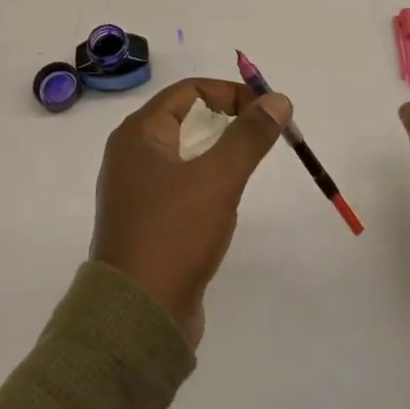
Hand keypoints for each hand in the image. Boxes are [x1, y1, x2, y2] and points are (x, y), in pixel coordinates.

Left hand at [92, 78, 291, 349]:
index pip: (188, 91)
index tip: (266, 111)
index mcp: (137, 135)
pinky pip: (181, 184)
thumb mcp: (218, 178)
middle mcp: (131, 156)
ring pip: (184, 153)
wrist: (138, 317)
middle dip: (228, 120)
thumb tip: (278, 99)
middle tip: (264, 135)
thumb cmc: (174, 233)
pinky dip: (206, 180)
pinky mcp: (146, 222)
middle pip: (185, 118)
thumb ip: (249, 136)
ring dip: (219, 151)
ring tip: (248, 164)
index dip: (230, 92)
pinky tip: (225, 201)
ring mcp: (136, 191)